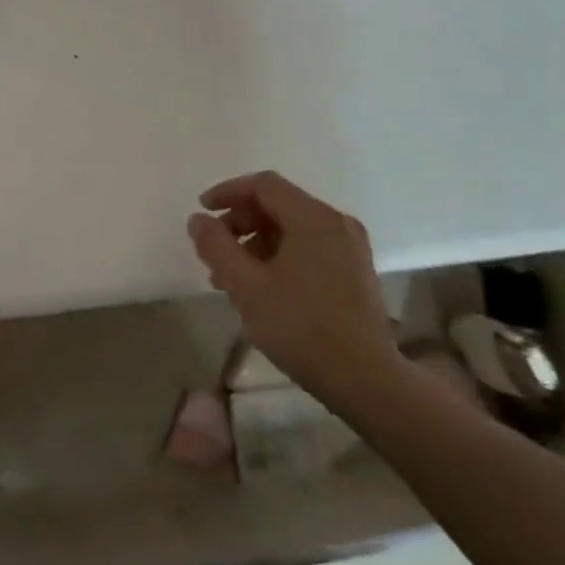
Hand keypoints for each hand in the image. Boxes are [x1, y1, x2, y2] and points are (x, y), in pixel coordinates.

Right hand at [188, 172, 399, 410]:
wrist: (365, 378)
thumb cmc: (300, 327)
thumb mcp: (246, 286)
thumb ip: (216, 246)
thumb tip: (198, 219)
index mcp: (313, 218)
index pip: (264, 185)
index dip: (228, 192)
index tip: (202, 212)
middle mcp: (336, 223)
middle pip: (278, 204)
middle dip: (240, 223)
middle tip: (214, 253)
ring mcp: (350, 247)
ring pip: (292, 229)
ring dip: (256, 243)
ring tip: (230, 279)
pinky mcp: (355, 271)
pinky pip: (309, 247)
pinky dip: (279, 256)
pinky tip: (261, 288)